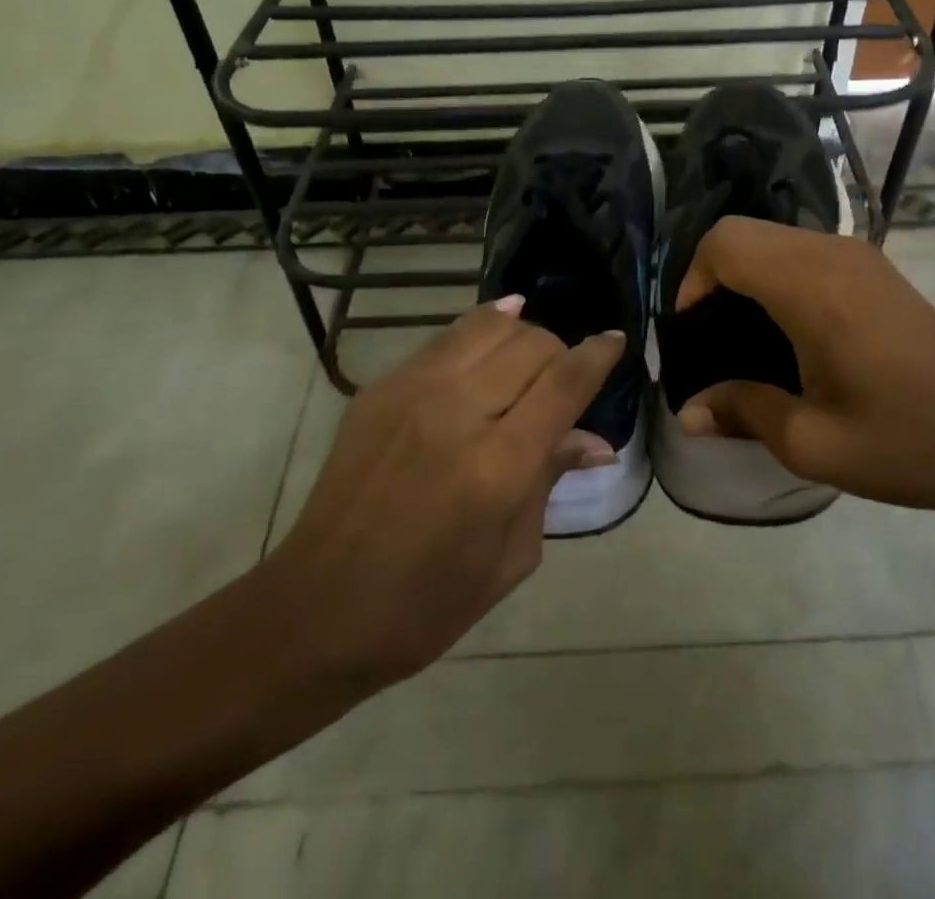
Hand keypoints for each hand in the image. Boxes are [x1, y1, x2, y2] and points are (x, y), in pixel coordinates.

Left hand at [263, 299, 622, 693]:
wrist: (317, 608)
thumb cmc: (426, 605)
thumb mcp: (509, 557)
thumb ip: (549, 481)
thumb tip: (595, 441)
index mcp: (496, 466)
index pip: (564, 383)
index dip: (598, 355)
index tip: (616, 340)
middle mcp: (457, 412)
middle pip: (532, 345)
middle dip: (561, 352)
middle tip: (566, 378)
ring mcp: (413, 391)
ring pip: (490, 326)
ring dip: (523, 334)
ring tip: (531, 355)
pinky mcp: (382, 387)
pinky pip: (446, 337)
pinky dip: (481, 327)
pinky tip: (497, 328)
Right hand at [675, 217, 934, 510]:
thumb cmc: (911, 440)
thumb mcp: (814, 443)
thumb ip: (742, 412)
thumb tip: (688, 412)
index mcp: (811, 287)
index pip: (725, 243)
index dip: (691, 280)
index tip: (690, 334)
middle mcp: (830, 254)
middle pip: (742, 233)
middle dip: (710, 276)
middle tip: (706, 338)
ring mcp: (857, 256)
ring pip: (771, 238)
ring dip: (743, 274)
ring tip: (739, 338)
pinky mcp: (873, 268)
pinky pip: (801, 251)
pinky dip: (773, 275)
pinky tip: (785, 332)